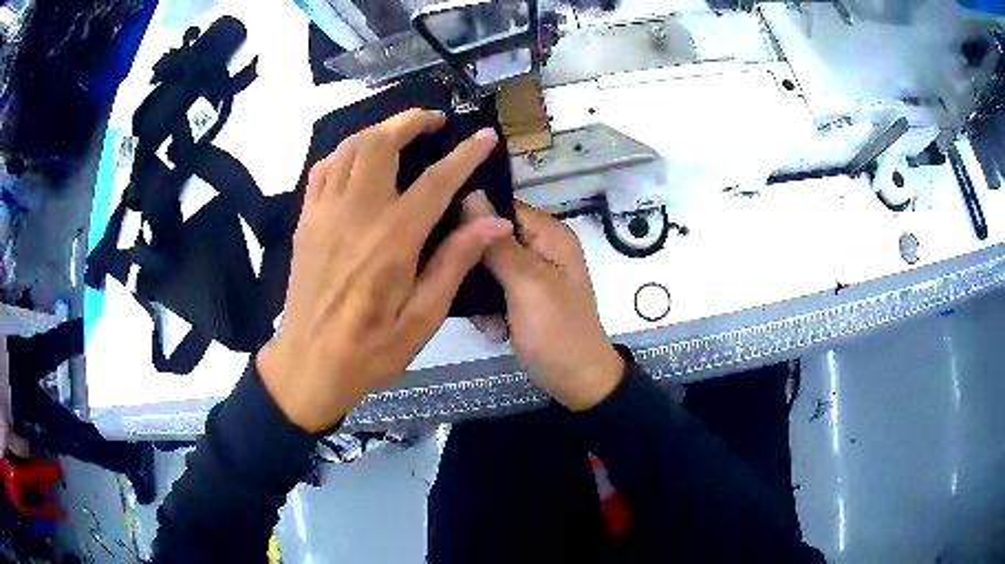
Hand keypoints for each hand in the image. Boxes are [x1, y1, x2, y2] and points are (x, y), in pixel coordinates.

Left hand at [257, 109, 511, 432]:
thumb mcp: (423, 319)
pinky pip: (323, 169)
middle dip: (410, 122)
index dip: (464, 155)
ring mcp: (324, 213)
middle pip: (381, 144)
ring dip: (377, 130)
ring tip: (399, 132)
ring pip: (349, 148)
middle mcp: (356, 214)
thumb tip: (493, 221)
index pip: (436, 181)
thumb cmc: (370, 350)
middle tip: (434, 122)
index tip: (483, 137)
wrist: (308, 364)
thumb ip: (455, 263)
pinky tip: (357, 159)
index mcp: (392, 240)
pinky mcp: (305, 221)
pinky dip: (344, 153)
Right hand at [464, 195, 624, 410]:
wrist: (576, 381)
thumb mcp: (527, 285)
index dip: (470, 213)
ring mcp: (529, 273)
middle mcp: (539, 247)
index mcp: (549, 234)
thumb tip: (471, 194)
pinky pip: (491, 288)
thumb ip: (498, 244)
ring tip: (479, 312)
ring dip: (476, 288)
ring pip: (485, 264)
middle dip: (471, 258)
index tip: (436, 228)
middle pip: (491, 235)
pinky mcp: (520, 295)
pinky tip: (491, 326)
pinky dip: (486, 306)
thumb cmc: (557, 332)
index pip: (502, 206)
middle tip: (453, 279)